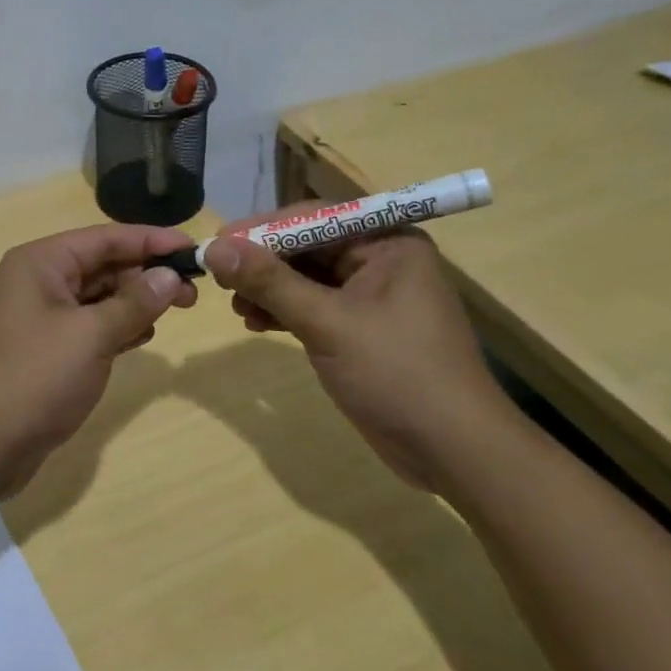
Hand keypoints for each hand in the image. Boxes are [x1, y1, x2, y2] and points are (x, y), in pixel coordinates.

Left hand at [0, 225, 195, 500]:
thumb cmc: (32, 379)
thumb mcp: (90, 336)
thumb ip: (134, 303)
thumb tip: (170, 276)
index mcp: (41, 263)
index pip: (106, 238)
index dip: (152, 241)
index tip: (194, 249)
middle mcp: (36, 282)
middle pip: (101, 265)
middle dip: (146, 274)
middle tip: (193, 293)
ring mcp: (37, 318)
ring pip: (96, 297)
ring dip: (134, 302)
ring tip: (176, 311)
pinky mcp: (42, 352)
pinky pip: (87, 327)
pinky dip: (116, 328)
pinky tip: (143, 336)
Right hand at [204, 217, 515, 490]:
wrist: (455, 452)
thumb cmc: (397, 373)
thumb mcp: (327, 323)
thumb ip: (270, 282)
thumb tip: (215, 248)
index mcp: (387, 242)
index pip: (314, 218)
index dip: (263, 229)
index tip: (218, 242)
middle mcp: (381, 260)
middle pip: (308, 246)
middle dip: (264, 262)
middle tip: (219, 276)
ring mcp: (372, 297)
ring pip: (307, 278)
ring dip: (269, 289)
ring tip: (236, 306)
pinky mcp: (362, 329)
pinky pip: (315, 306)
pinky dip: (285, 311)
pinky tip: (256, 322)